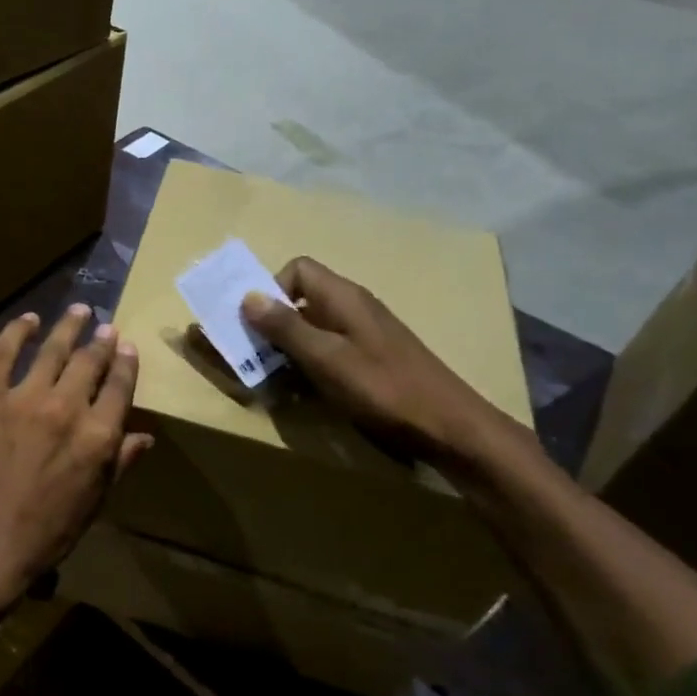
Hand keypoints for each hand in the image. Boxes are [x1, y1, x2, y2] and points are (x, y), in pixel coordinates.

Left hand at [0, 304, 151, 610]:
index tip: (128, 347)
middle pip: (90, 361)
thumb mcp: (94, 502)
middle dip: (102, 341)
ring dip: (69, 326)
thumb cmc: (46, 533)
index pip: (120, 387)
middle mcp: (68, 407)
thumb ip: (120, 463)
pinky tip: (28, 319)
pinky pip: (4, 352)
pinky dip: (17, 331)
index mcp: (99, 436)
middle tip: (106, 328)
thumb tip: (145, 436)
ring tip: (79, 310)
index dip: (126, 363)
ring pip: (54, 349)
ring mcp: (26, 397)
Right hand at [241, 257, 504, 461]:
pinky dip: (309, 365)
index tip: (260, 325)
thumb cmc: (384, 388)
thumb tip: (248, 297)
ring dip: (288, 349)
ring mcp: (362, 334)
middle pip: (300, 299)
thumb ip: (286, 327)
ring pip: (311, 328)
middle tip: (254, 357)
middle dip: (272, 324)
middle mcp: (352, 307)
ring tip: (274, 379)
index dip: (272, 290)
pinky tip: (305, 392)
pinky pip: (327, 351)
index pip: (298, 269)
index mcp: (342, 297)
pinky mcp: (369, 359)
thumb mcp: (326, 358)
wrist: (449, 427)